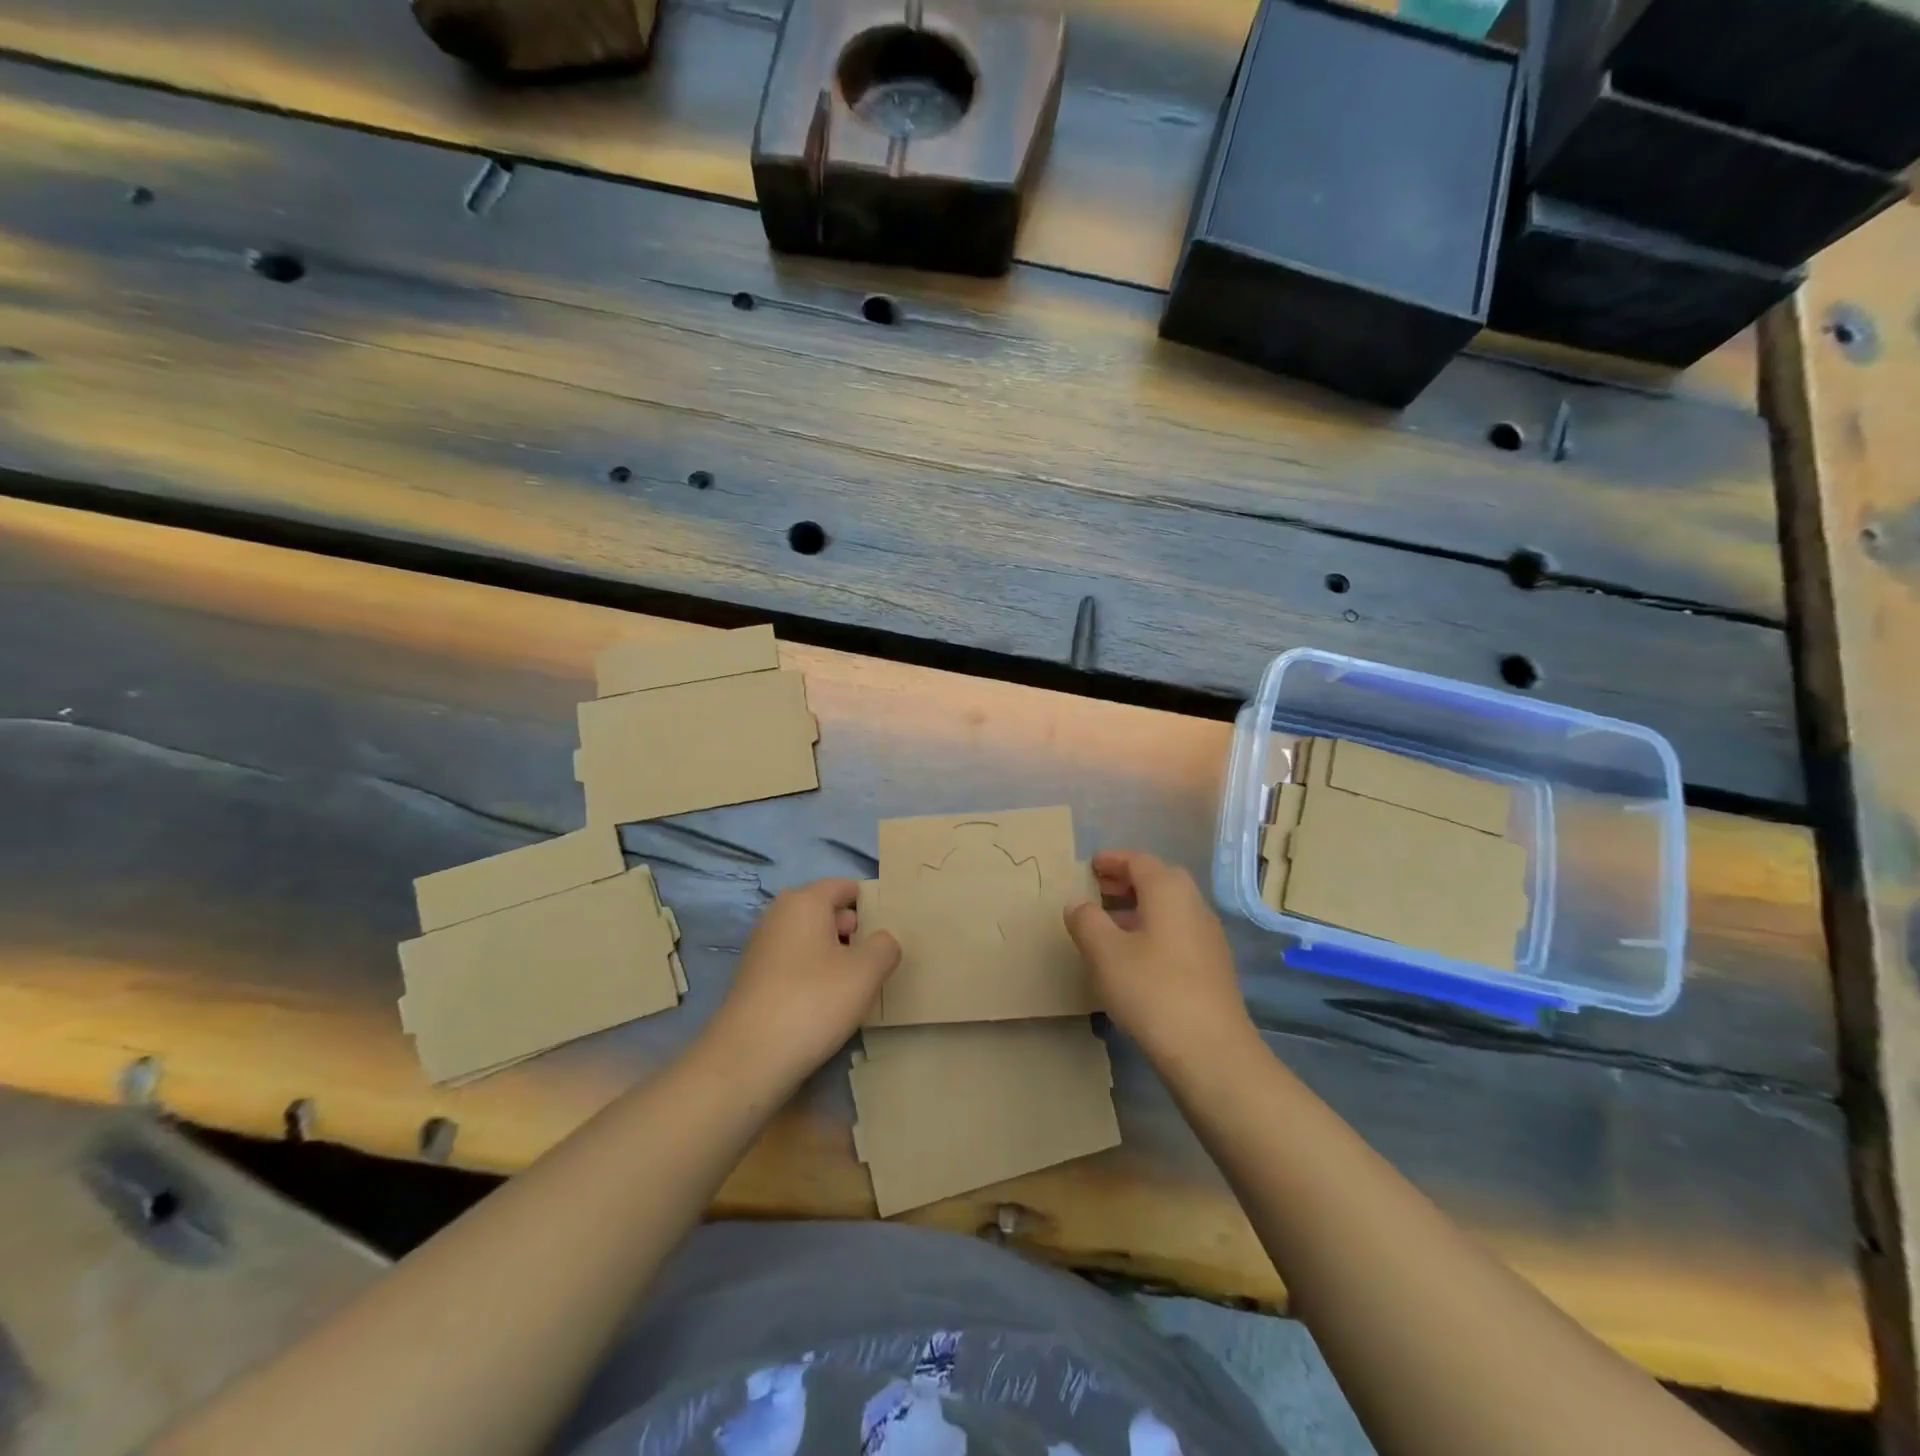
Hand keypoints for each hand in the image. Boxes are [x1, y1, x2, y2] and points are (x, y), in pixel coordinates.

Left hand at [704, 877, 899, 1089]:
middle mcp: (779, 915)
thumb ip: (885, 946)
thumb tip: (882, 941)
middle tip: (876, 961)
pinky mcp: (755, 979)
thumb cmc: (813, 1001)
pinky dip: (813, 976)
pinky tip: (826, 1005)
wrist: (748, 1058)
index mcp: (805, 901)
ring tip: (856, 986)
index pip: (845, 887)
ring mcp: (763, 947)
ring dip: (835, 956)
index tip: (890, 931)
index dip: (871, 904)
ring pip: (811, 940)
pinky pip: (795, 964)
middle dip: (854, 931)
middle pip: (827, 911)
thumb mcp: (866, 972)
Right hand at [1064, 850, 1254, 1066]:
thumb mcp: (1104, 952)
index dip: (1112, 860)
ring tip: (1108, 925)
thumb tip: (1078, 903)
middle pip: (1158, 880)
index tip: (1089, 866)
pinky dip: (1152, 930)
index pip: (1138, 861)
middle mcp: (1193, 905)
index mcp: (1168, 890)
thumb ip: (1086, 920)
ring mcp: (1207, 937)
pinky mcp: (1212, 967)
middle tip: (1096, 891)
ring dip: (1138, 908)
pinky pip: (1176, 932)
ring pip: (1169, 908)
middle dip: (1126, 882)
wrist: (1210, 1051)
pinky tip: (1133, 957)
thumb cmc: (1152, 989)